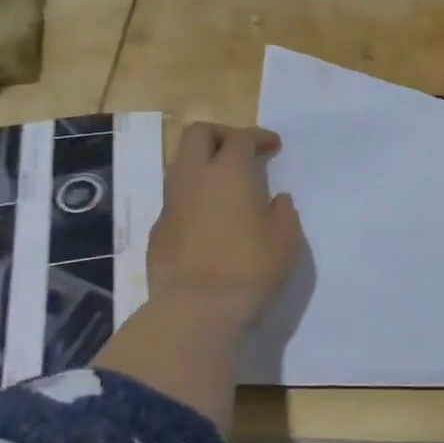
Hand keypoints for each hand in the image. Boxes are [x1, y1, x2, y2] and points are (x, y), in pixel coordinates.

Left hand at [147, 122, 303, 329]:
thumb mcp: (285, 240)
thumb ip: (283, 213)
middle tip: (241, 152)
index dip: (259, 137)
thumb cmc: (249, 268)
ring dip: (202, 165)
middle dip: (221, 135)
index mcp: (229, 172)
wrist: (196, 308)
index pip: (242, 138)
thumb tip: (276, 201)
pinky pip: (175, 199)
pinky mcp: (158, 229)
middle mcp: (194, 177)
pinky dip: (192, 197)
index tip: (273, 147)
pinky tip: (208, 220)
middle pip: (198, 134)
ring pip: (180, 164)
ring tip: (224, 185)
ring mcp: (171, 203)